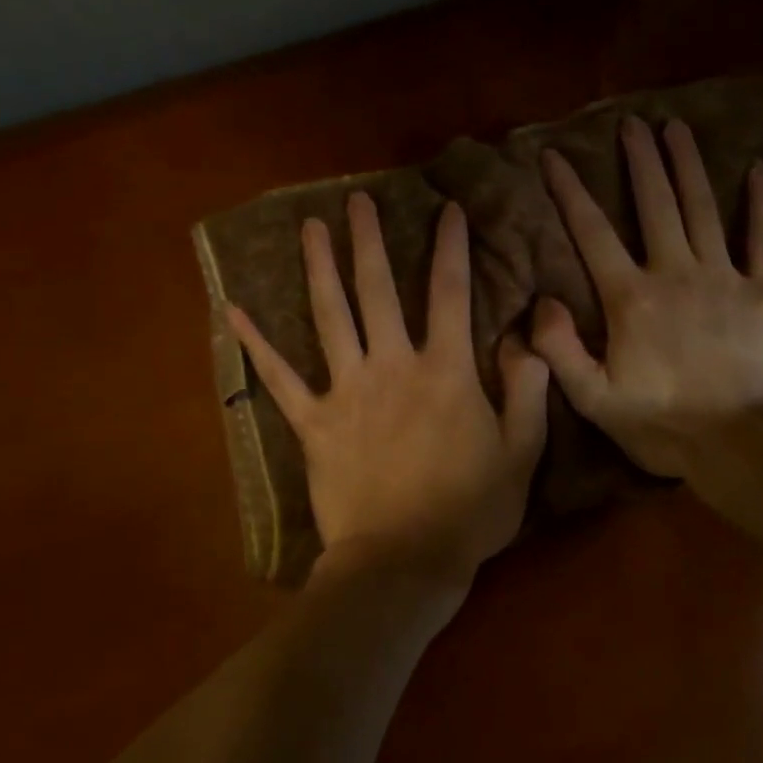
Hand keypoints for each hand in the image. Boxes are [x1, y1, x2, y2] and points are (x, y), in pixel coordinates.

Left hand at [227, 192, 548, 592]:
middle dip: (369, 241)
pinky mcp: (313, 422)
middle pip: (377, 290)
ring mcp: (347, 391)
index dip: (451, 248)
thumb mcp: (521, 452)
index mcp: (445, 371)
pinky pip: (279, 378)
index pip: (450, 293)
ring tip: (310, 228)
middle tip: (357, 200)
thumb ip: (528, 390)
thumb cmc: (470, 510)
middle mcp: (392, 366)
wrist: (403, 561)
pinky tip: (233, 311)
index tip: (449, 210)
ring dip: (319, 268)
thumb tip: (523, 340)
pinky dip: (256, 344)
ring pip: (329, 317)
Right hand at [531, 117, 762, 478]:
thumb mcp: (595, 400)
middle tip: (633, 123)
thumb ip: (560, 349)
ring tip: (677, 128)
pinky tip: (759, 172)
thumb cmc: (663, 426)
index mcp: (631, 298)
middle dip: (640, 160)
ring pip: (702, 209)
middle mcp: (675, 273)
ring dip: (688, 165)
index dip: (571, 192)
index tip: (554, 156)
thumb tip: (540, 300)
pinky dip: (761, 205)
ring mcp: (724, 278)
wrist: (742, 446)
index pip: (593, 233)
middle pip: (654, 204)